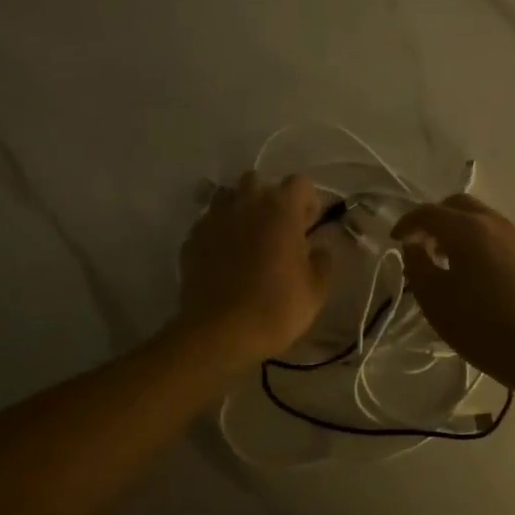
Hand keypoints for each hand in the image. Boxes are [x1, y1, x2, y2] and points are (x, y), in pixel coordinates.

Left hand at [176, 171, 333, 364]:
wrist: (218, 332)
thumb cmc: (275, 308)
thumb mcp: (315, 290)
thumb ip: (322, 261)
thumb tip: (319, 248)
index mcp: (280, 209)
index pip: (299, 182)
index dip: (307, 200)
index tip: (309, 224)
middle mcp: (245, 204)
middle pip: (257, 181)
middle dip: (268, 198)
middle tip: (277, 228)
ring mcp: (214, 219)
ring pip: (228, 197)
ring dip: (240, 210)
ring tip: (247, 238)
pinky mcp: (192, 238)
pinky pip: (208, 223)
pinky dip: (218, 231)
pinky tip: (223, 256)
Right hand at [391, 194, 514, 381]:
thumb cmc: (480, 325)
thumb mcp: (434, 299)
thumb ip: (417, 265)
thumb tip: (414, 245)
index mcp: (467, 229)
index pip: (429, 212)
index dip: (407, 223)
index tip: (395, 240)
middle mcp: (494, 223)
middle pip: (458, 205)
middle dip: (435, 218)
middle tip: (422, 243)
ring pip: (481, 218)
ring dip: (458, 229)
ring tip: (447, 260)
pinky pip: (498, 236)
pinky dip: (479, 241)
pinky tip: (476, 273)